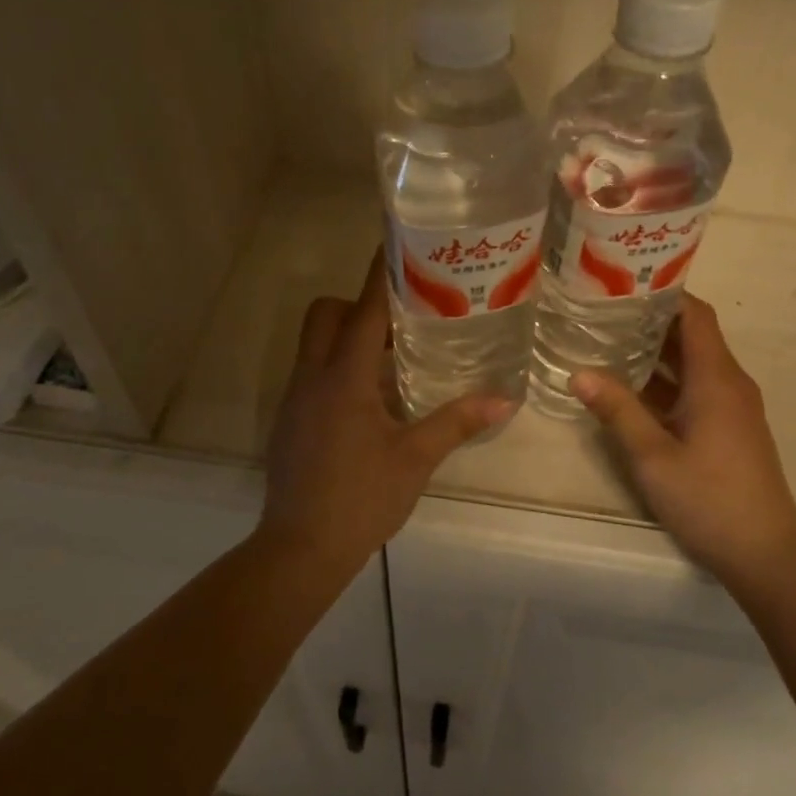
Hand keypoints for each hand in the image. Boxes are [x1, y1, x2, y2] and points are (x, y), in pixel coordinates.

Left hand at [262, 251, 512, 563]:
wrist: (301, 549)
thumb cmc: (361, 498)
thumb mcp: (415, 458)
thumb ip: (456, 422)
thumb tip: (504, 399)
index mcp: (343, 377)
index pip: (362, 309)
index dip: (381, 274)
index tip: (400, 246)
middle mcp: (312, 377)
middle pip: (325, 314)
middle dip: (357, 303)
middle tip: (401, 316)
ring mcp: (296, 399)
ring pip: (314, 344)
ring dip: (348, 337)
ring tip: (394, 354)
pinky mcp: (290, 421)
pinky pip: (312, 373)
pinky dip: (338, 367)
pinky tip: (371, 399)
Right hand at [572, 294, 795, 583]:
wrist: (765, 553)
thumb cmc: (709, 499)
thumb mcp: (652, 456)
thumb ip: (617, 410)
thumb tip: (578, 373)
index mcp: (716, 379)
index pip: (695, 315)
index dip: (664, 294)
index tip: (623, 283)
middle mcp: (729, 383)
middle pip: (692, 335)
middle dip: (650, 320)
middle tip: (602, 310)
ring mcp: (732, 406)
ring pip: (692, 363)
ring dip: (656, 351)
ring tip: (608, 340)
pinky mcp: (730, 427)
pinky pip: (697, 387)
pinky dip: (666, 380)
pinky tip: (630, 387)